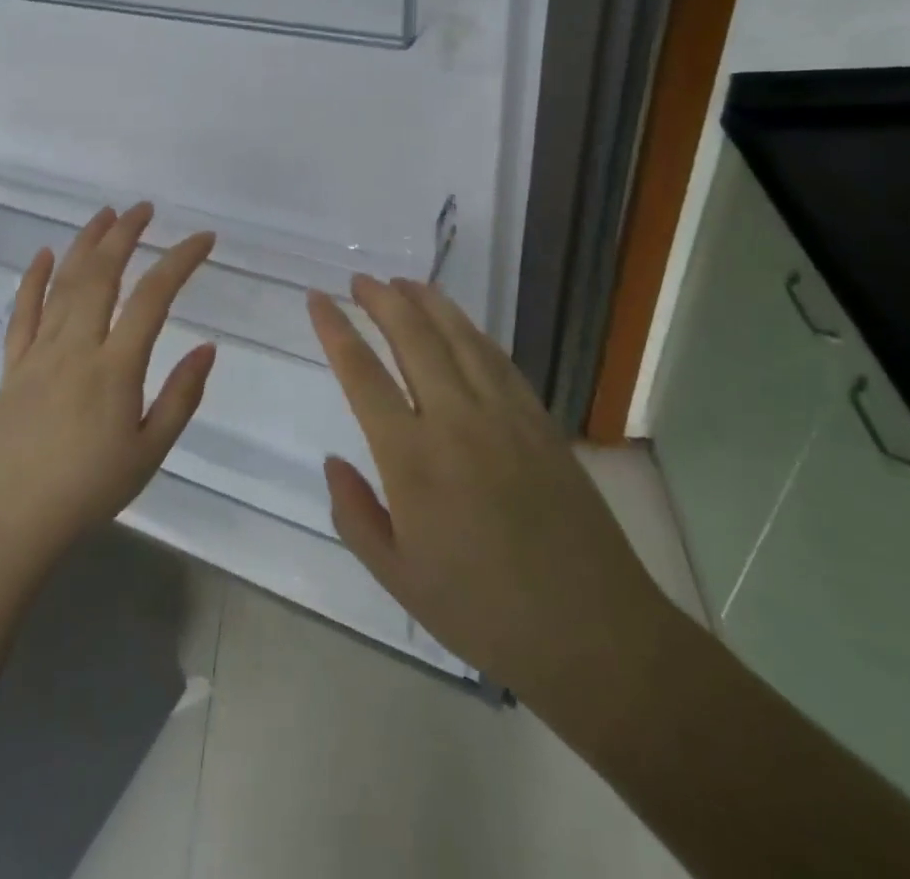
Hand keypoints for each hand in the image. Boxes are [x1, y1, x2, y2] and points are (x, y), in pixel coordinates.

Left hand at [0, 203, 216, 572]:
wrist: (11, 524)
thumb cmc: (89, 491)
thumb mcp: (150, 452)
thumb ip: (181, 396)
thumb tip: (208, 348)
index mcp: (115, 368)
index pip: (154, 297)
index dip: (180, 260)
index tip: (203, 239)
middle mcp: (75, 347)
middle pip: (101, 275)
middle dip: (125, 234)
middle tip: (145, 209)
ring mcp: (38, 353)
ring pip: (62, 284)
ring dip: (85, 244)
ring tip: (105, 215)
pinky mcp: (12, 366)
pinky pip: (21, 313)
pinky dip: (32, 279)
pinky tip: (42, 254)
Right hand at [308, 277, 671, 706]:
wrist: (591, 630)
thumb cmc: (482, 611)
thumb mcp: (398, 577)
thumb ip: (354, 514)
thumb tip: (333, 461)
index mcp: (412, 459)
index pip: (362, 374)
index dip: (335, 329)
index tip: (317, 298)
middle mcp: (455, 420)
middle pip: (413, 336)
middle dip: (381, 300)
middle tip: (360, 279)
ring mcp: (503, 414)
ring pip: (459, 336)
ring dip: (427, 302)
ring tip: (404, 282)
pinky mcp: (539, 419)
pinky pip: (498, 359)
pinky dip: (471, 331)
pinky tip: (460, 323)